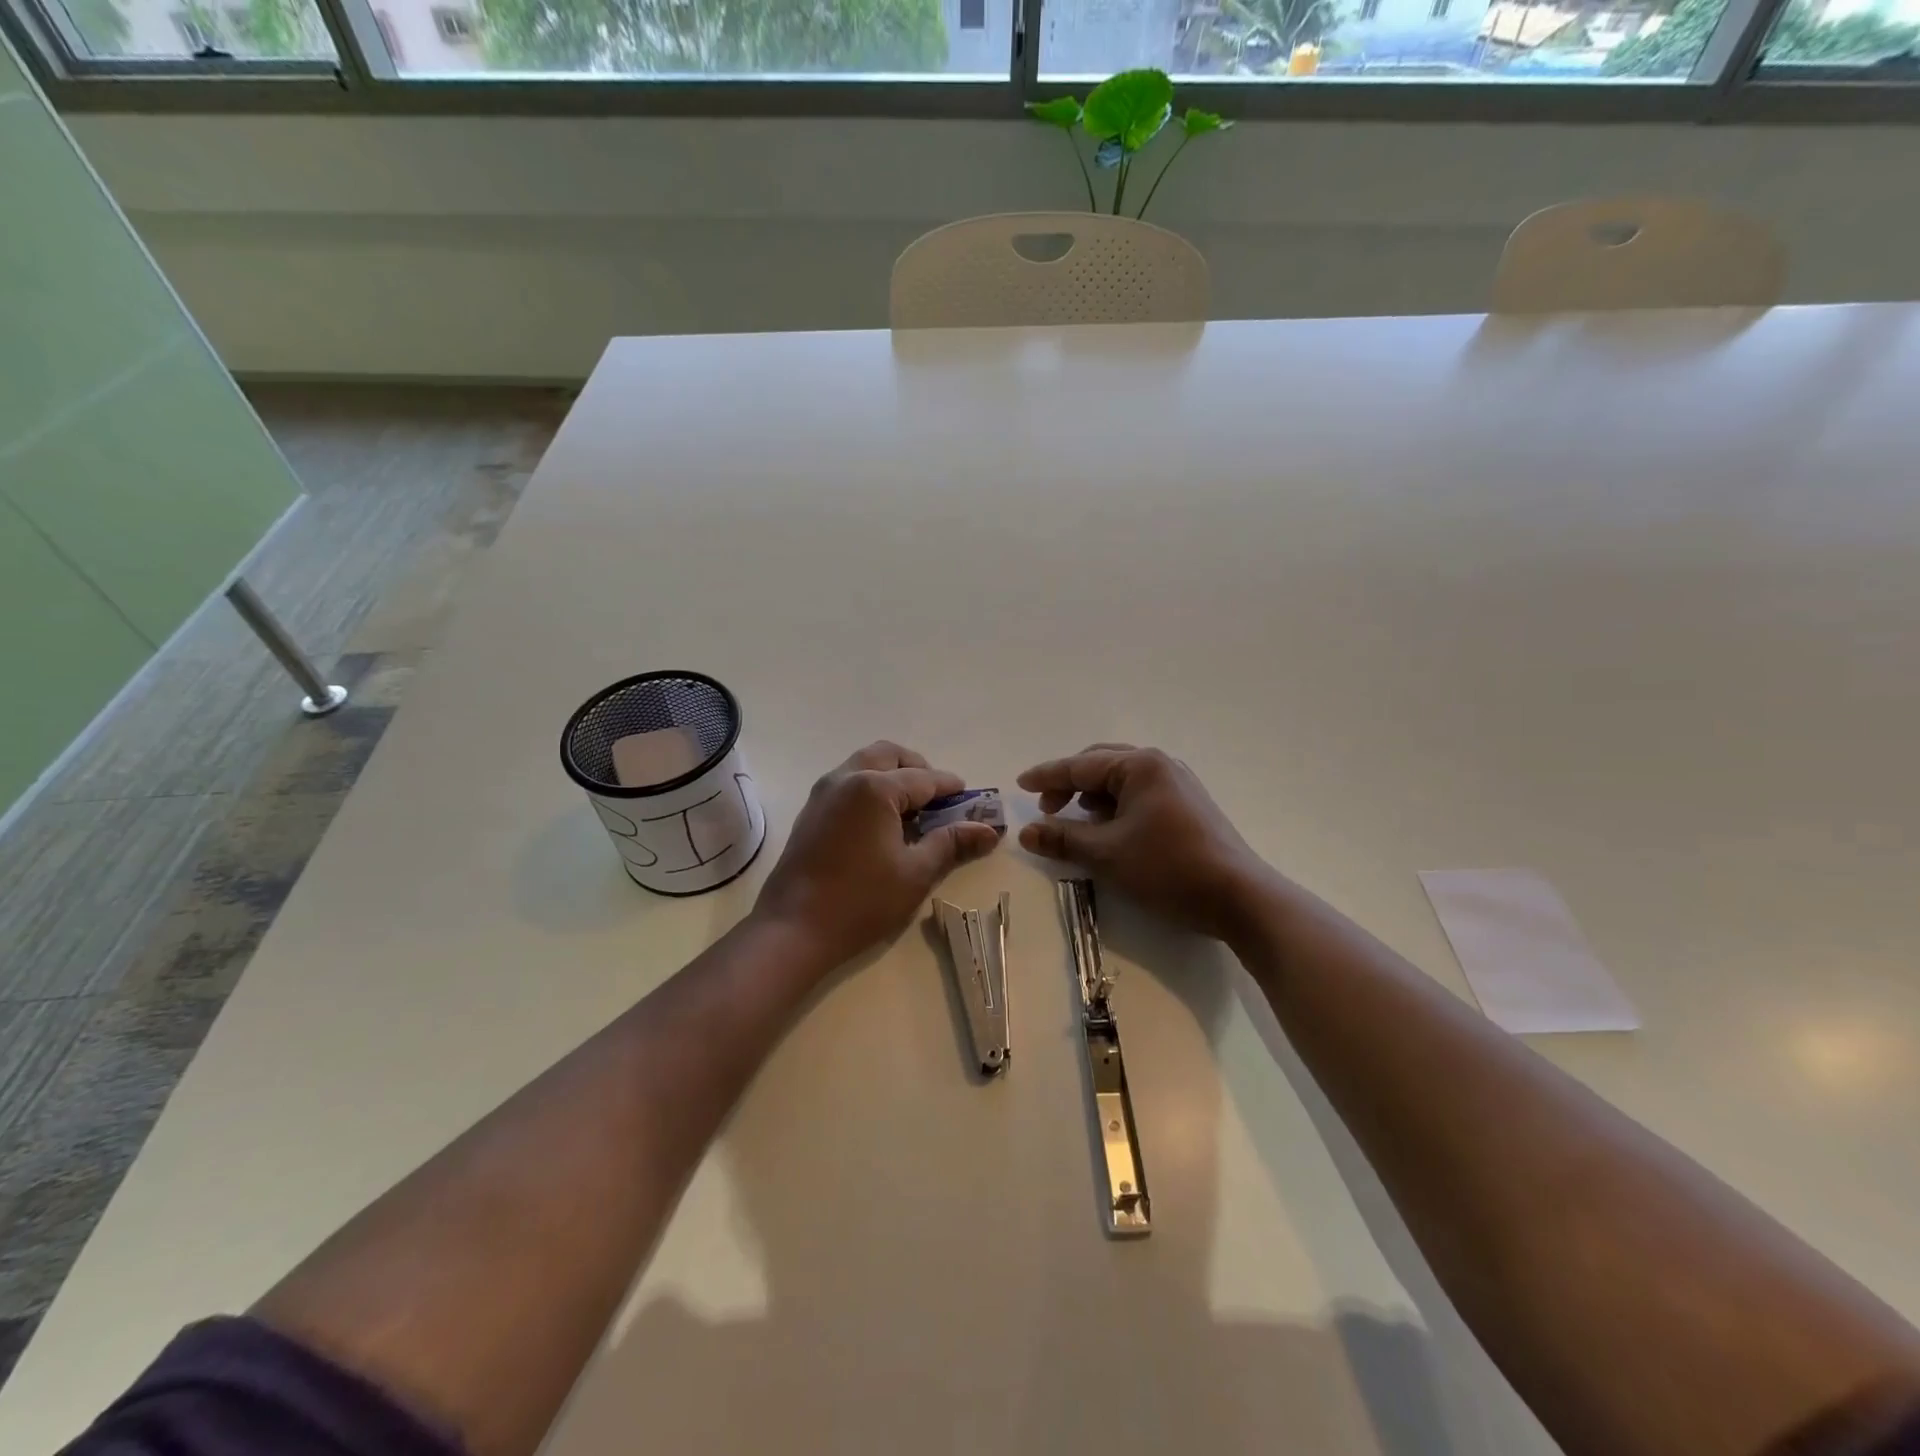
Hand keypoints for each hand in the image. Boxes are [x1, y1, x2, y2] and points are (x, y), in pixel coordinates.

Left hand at [755, 741, 1001, 968]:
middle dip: (918, 769)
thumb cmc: (861, 901)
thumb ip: (951, 843)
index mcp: (875, 788)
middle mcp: (846, 778)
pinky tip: (883, 823)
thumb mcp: (916, 873)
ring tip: (913, 809)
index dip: (951, 788)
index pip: (924, 778)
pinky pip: (847, 783)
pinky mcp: (811, 812)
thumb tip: (988, 830)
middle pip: (889, 756)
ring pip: (864, 765)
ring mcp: (823, 793)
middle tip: (938, 797)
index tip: (972, 799)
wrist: (793, 929)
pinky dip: (871, 788)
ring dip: (892, 775)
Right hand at [1018, 744, 1268, 940]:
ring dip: (1093, 797)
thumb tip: (1026, 832)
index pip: (1080, 766)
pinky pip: (1140, 795)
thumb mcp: (1107, 854)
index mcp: (1140, 766)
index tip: (1019, 785)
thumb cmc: (1168, 868)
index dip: (1047, 776)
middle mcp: (1160, 765)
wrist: (1239, 897)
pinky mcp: (1188, 806)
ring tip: (1076, 822)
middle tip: (1047, 808)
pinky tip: (1109, 830)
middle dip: (1070, 784)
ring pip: (1121, 781)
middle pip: (1101, 765)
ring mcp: (1178, 784)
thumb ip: (1063, 838)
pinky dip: (1116, 807)